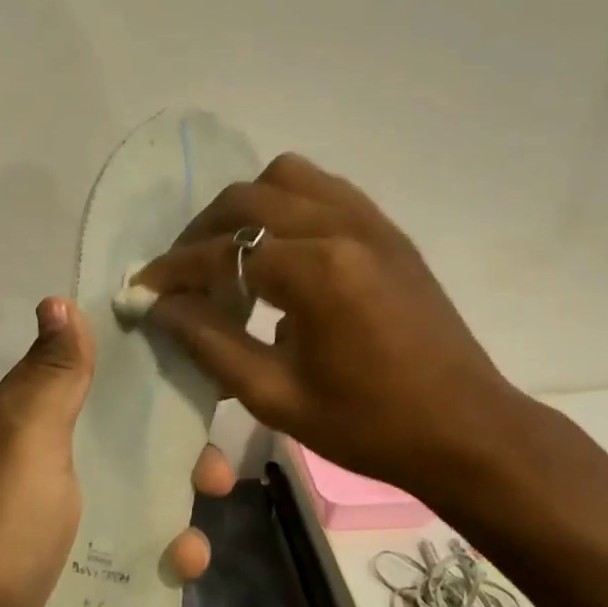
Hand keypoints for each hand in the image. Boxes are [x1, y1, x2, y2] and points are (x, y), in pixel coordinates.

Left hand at [0, 298, 232, 606]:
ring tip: (202, 529)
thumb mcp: (27, 439)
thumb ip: (53, 376)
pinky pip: (141, 551)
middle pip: (132, 439)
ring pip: (145, 496)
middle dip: (181, 449)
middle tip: (215, 468)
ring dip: (182, 507)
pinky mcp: (87, 572)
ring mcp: (73, 521)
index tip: (200, 365)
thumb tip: (58, 300)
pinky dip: (167, 556)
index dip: (146, 367)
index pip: (98, 375)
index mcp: (38, 421)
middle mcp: (57, 463)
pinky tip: (184, 568)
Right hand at [134, 154, 531, 496]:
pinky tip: (278, 245)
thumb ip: (210, 343)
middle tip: (182, 272)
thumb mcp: (276, 396)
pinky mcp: (388, 230)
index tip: (141, 288)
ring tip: (229, 250)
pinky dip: (287, 203)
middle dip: (202, 230)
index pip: (224, 252)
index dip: (174, 270)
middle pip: (248, 197)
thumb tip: (161, 307)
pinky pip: (325, 188)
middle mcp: (343, 227)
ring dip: (246, 205)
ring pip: (288, 176)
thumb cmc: (369, 426)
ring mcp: (371, 222)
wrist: (466, 431)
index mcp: (318, 271)